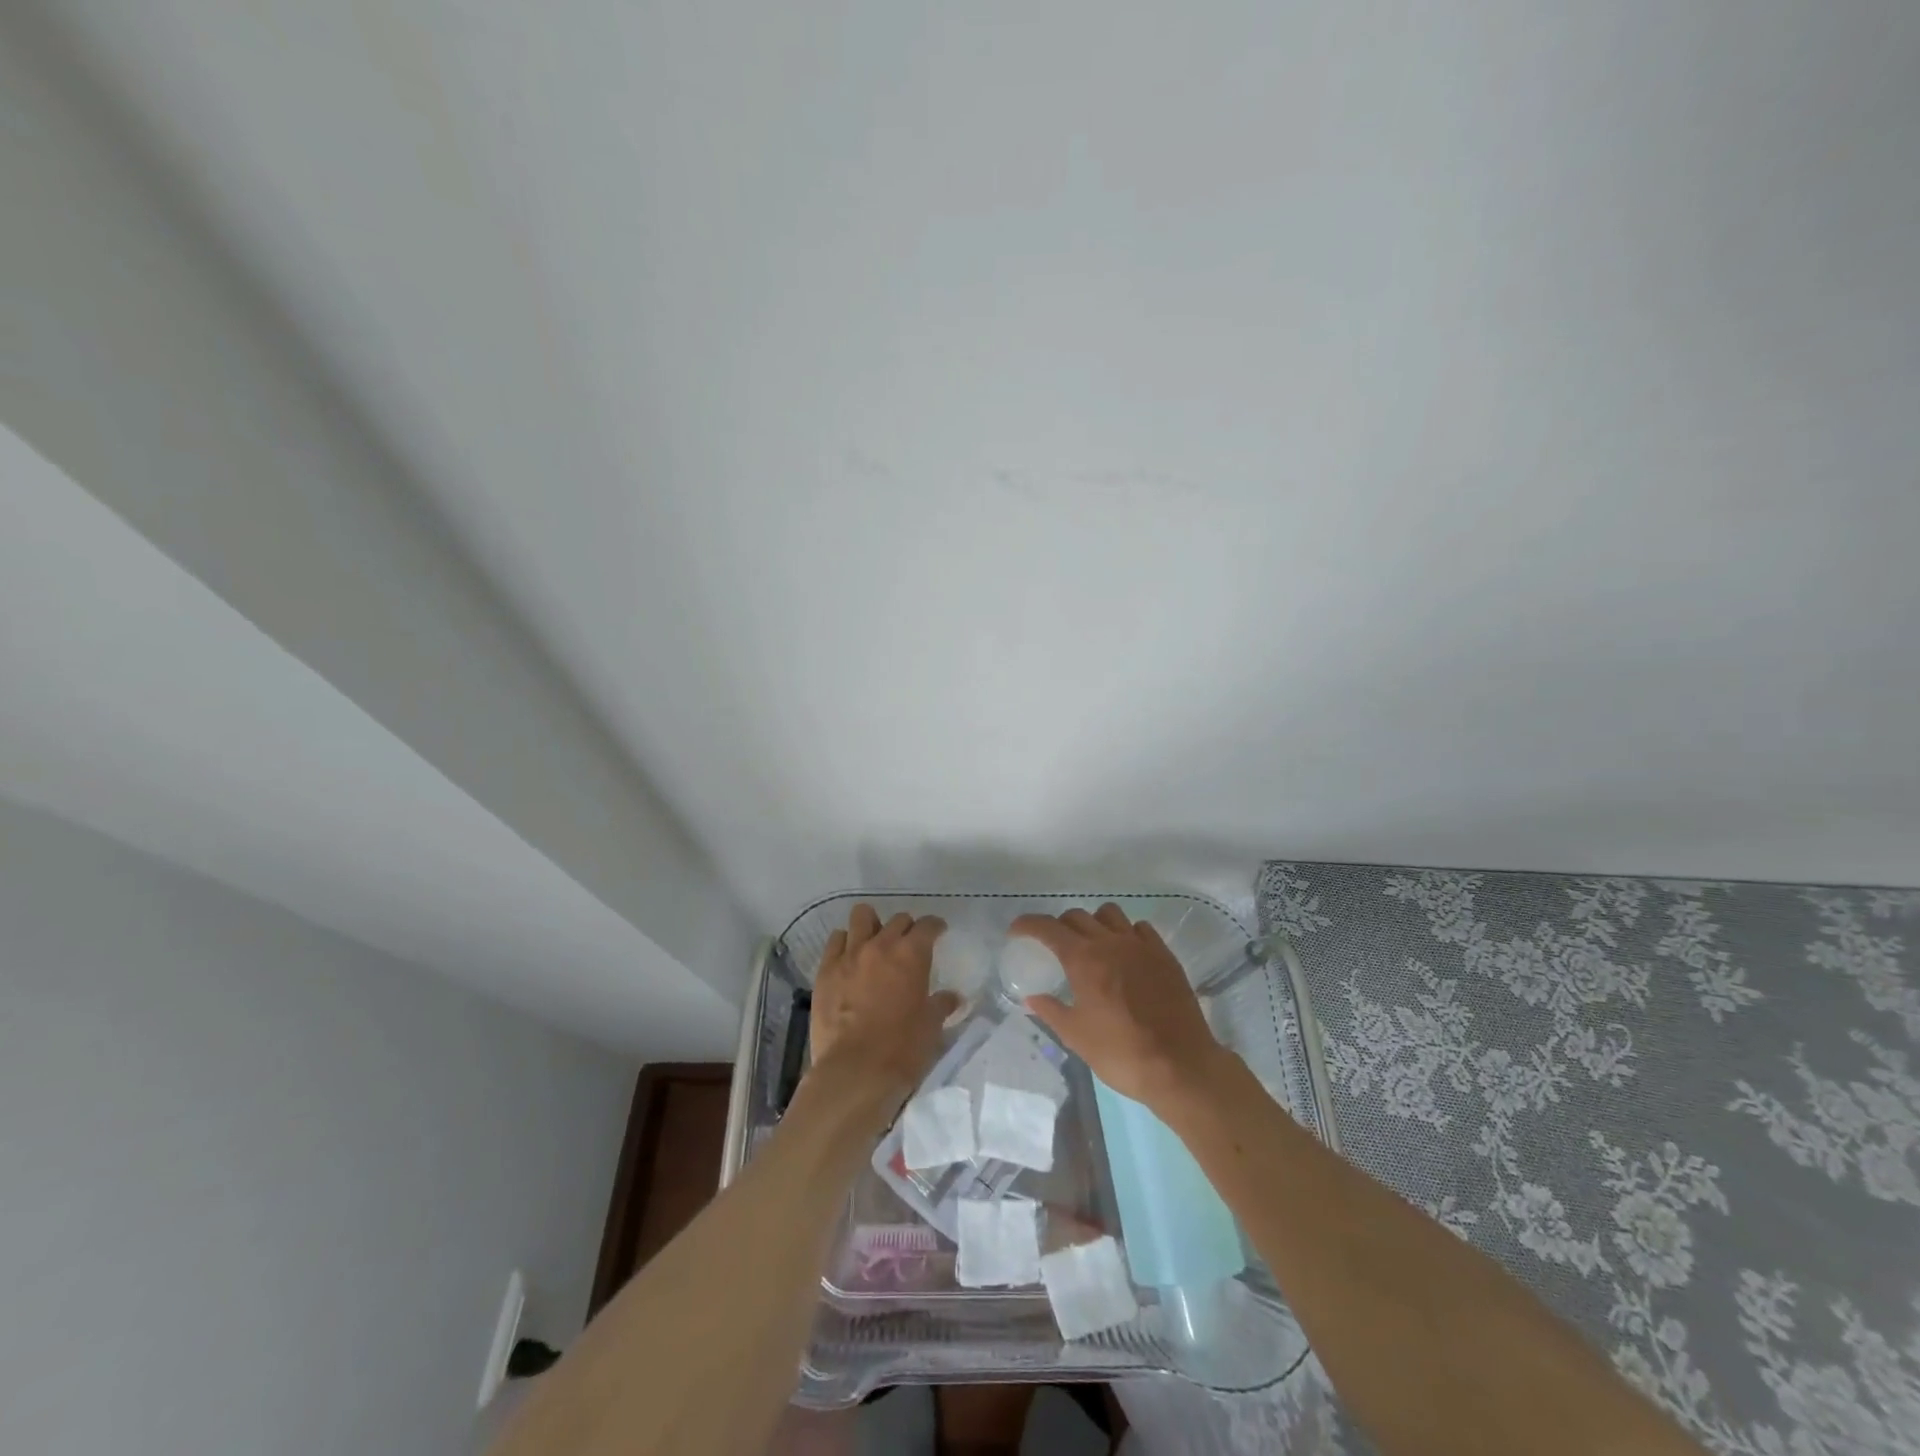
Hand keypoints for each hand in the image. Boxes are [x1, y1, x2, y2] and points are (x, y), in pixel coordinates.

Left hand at [809, 905, 957, 1104]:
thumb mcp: (931, 1027)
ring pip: (861, 917)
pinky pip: (835, 940)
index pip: (927, 926)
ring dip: (872, 924)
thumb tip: (952, 997)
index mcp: (912, 954)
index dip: (935, 926)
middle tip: (908, 945)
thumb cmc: (902, 1049)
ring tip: (874, 941)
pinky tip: (849, 957)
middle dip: (906, 928)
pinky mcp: (826, 970)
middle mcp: (881, 945)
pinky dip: (845, 942)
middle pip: (897, 920)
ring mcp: (850, 954)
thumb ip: (941, 1005)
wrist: (855, 1071)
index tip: (938, 932)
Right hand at [1012, 904, 1228, 1110]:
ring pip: (1110, 914)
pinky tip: (1125, 953)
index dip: (1028, 924)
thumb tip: (1031, 998)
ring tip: (1091, 944)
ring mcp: (1141, 945)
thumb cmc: (1121, 1053)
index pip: (1048, 927)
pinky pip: (1140, 928)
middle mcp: (1110, 942)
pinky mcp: (1164, 955)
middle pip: (1077, 916)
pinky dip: (1126, 932)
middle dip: (1059, 926)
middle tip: (1053, 945)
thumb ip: (1052, 1011)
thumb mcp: (1077, 1037)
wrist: (1180, 1066)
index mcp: (1083, 959)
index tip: (1016, 931)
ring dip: (1094, 922)